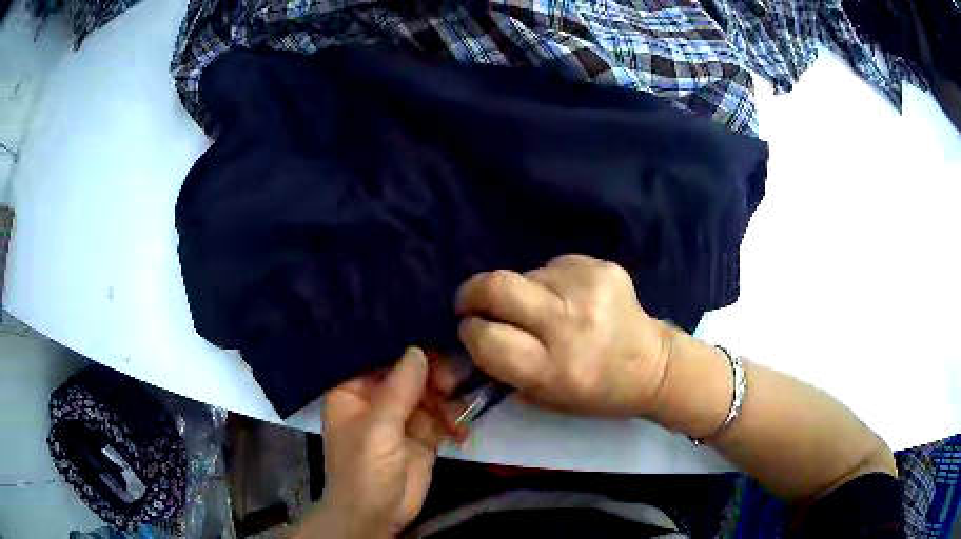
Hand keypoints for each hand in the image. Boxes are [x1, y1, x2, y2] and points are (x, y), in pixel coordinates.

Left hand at [300, 348, 445, 538]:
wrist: (376, 516)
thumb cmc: (364, 468)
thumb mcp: (379, 427)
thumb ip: (400, 388)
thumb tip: (419, 348)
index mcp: (354, 391)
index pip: (379, 357)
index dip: (405, 345)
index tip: (434, 332)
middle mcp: (377, 400)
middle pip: (409, 374)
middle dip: (433, 373)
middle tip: (454, 377)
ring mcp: (402, 418)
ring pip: (429, 394)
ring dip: (447, 396)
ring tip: (459, 404)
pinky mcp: (423, 436)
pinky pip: (442, 417)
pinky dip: (454, 419)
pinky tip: (461, 429)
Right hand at [455, 254, 671, 417]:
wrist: (654, 366)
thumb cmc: (597, 393)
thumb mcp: (545, 398)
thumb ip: (504, 370)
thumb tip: (472, 335)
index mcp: (553, 369)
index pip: (486, 338)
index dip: (470, 332)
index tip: (471, 329)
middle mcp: (568, 324)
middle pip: (497, 287)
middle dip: (473, 292)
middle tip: (472, 301)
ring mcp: (587, 289)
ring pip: (524, 274)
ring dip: (518, 290)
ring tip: (538, 307)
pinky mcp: (602, 267)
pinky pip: (553, 265)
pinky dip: (549, 281)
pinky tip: (568, 298)